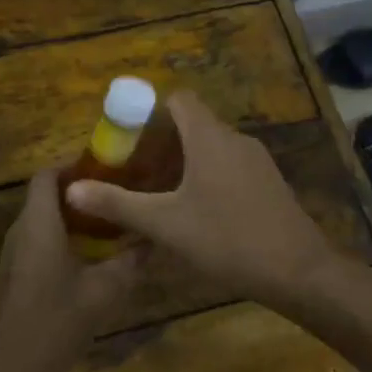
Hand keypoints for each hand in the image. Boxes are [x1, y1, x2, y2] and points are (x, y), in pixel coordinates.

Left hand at [0, 169, 146, 371]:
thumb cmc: (52, 324)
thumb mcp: (102, 293)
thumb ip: (129, 262)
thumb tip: (153, 239)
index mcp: (38, 224)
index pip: (48, 175)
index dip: (75, 165)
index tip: (110, 169)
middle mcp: (21, 231)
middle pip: (47, 196)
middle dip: (83, 193)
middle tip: (120, 196)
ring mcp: (14, 256)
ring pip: (45, 222)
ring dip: (75, 219)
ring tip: (113, 225)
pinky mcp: (15, 278)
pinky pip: (40, 244)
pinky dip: (65, 241)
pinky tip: (94, 261)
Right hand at [64, 90, 337, 312]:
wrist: (299, 271)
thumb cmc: (227, 239)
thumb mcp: (166, 224)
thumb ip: (118, 204)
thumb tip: (71, 188)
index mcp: (208, 137)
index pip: (179, 99)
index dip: (151, 111)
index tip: (128, 137)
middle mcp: (234, 139)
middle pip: (193, 124)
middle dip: (162, 143)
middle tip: (135, 171)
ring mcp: (256, 161)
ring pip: (212, 147)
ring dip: (184, 162)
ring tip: (159, 194)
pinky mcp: (269, 182)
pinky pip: (230, 165)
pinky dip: (207, 175)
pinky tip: (197, 212)